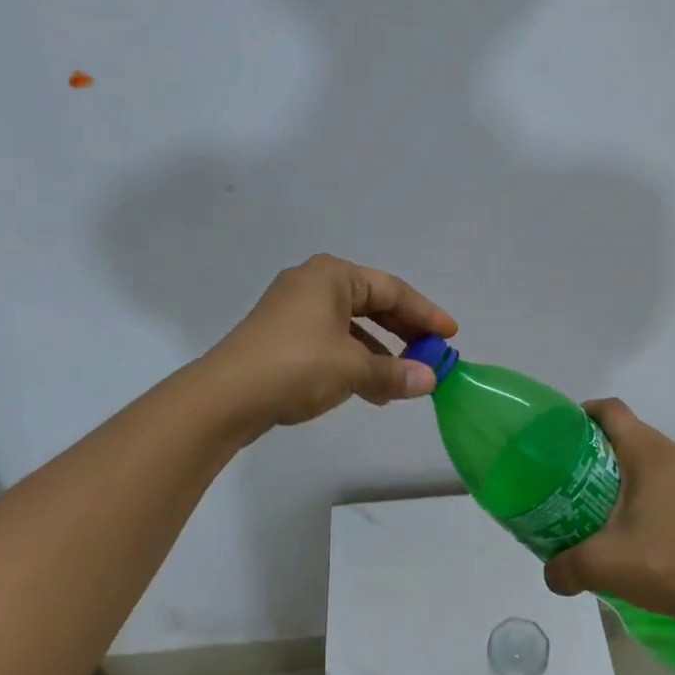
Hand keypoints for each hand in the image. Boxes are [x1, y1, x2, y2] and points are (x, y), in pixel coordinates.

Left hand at [201, 255, 457, 435]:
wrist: (224, 397)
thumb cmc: (296, 366)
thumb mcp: (353, 368)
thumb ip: (395, 372)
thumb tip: (430, 380)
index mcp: (332, 276)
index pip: (392, 290)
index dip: (425, 314)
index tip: (450, 335)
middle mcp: (313, 284)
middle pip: (372, 305)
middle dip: (403, 333)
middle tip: (431, 354)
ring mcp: (294, 311)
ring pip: (352, 328)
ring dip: (380, 354)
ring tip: (404, 382)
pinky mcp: (282, 338)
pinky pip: (331, 343)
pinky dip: (354, 362)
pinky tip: (370, 391)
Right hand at [542, 400, 674, 653]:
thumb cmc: (665, 566)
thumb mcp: (603, 566)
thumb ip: (565, 567)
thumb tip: (550, 574)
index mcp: (649, 454)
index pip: (612, 411)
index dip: (587, 413)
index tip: (569, 433)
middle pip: (636, 436)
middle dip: (609, 452)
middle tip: (587, 482)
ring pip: (663, 460)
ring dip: (642, 475)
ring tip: (625, 509)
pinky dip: (670, 494)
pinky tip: (664, 528)